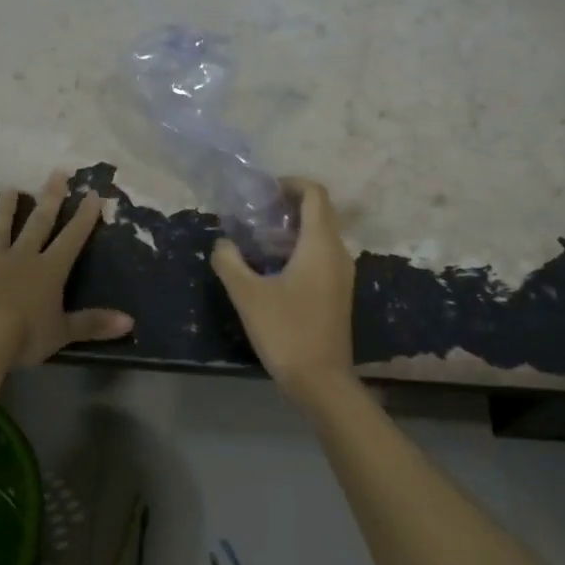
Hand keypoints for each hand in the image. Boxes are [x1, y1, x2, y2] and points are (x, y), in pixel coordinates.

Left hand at [0, 171, 133, 367]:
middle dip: (49, 198)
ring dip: (4, 212)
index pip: (72, 238)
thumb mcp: (63, 333)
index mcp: (48, 271)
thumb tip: (130, 322)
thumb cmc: (24, 335)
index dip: (84, 217)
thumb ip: (93, 324)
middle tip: (56, 172)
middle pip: (38, 224)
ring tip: (10, 189)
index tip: (92, 193)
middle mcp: (20, 259)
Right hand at [210, 178, 354, 398]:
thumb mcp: (247, 295)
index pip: (315, 194)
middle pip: (319, 212)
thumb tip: (223, 243)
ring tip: (258, 242)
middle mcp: (338, 252)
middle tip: (254, 217)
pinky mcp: (338, 292)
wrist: (321, 380)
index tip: (263, 194)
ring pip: (321, 235)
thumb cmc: (286, 331)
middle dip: (288, 207)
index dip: (290, 184)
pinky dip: (299, 250)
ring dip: (292, 231)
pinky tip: (273, 270)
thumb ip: (230, 262)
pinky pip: (321, 256)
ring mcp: (342, 274)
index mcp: (321, 244)